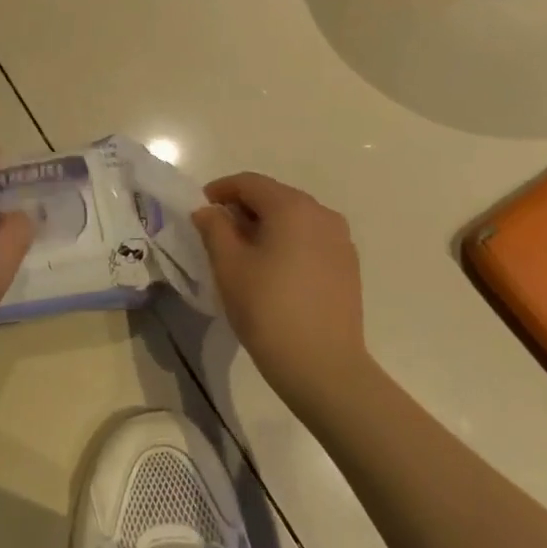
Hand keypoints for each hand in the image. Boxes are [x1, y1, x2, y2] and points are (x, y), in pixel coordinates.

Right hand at [192, 173, 368, 411]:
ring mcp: (341, 241)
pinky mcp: (347, 266)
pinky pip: (310, 240)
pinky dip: (286, 244)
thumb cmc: (267, 308)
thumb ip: (214, 228)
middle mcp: (322, 214)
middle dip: (242, 209)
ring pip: (294, 220)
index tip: (199, 210)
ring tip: (243, 254)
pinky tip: (272, 272)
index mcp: (292, 207)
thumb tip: (208, 211)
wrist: (322, 365)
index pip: (249, 183)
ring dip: (265, 227)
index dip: (220, 190)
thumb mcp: (228, 265)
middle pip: (274, 197)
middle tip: (216, 233)